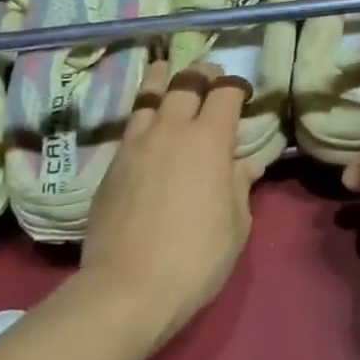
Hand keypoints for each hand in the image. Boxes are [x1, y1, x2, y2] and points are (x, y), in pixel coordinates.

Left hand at [82, 60, 255, 339]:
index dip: (236, 86)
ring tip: (165, 70)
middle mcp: (171, 131)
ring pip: (148, 98)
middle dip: (200, 73)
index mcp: (210, 140)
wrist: (128, 288)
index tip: (242, 91)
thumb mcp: (236, 222)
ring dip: (161, 81)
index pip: (225, 93)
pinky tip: (146, 121)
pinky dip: (143, 114)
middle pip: (185, 84)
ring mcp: (136, 146)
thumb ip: (240, 185)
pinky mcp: (111, 167)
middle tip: (208, 72)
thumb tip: (247, 164)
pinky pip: (131, 127)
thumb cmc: (197, 255)